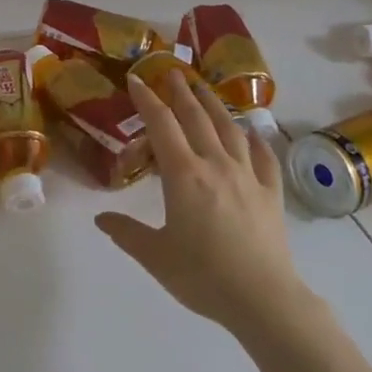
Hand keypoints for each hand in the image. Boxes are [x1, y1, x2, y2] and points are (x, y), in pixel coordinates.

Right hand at [96, 69, 312, 336]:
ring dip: (215, 105)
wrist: (263, 299)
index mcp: (184, 175)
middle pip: (196, 118)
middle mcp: (215, 164)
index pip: (162, 125)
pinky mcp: (271, 193)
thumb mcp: (155, 256)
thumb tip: (100, 218)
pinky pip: (263, 157)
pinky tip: (253, 131)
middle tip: (172, 73)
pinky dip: (256, 139)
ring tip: (205, 88)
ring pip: (230, 129)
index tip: (136, 79)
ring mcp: (247, 176)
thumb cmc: (203, 276)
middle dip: (181, 92)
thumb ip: (127, 233)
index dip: (147, 99)